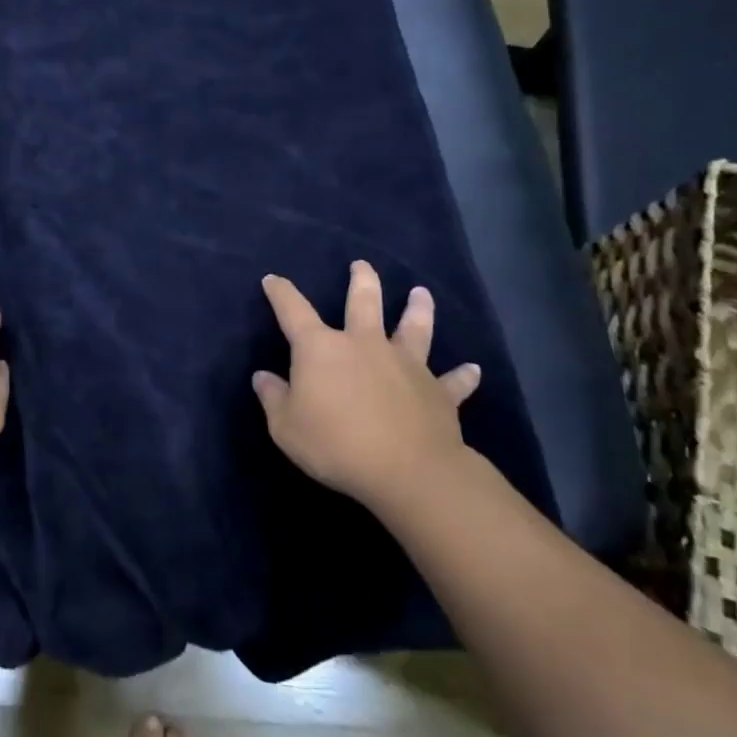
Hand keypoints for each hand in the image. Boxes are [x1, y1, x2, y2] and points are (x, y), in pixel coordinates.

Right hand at [253, 261, 481, 513]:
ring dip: (417, 309)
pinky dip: (463, 376)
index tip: (273, 280)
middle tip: (361, 265)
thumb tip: (262, 377)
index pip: (294, 311)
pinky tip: (473, 369)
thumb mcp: (286, 428)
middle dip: (361, 280)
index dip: (281, 293)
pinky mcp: (438, 391)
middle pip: (364, 302)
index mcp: (322, 349)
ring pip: (414, 327)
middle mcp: (365, 344)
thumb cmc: (336, 445)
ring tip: (421, 293)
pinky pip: (453, 381)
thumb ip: (273, 398)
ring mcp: (406, 364)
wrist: (407, 471)